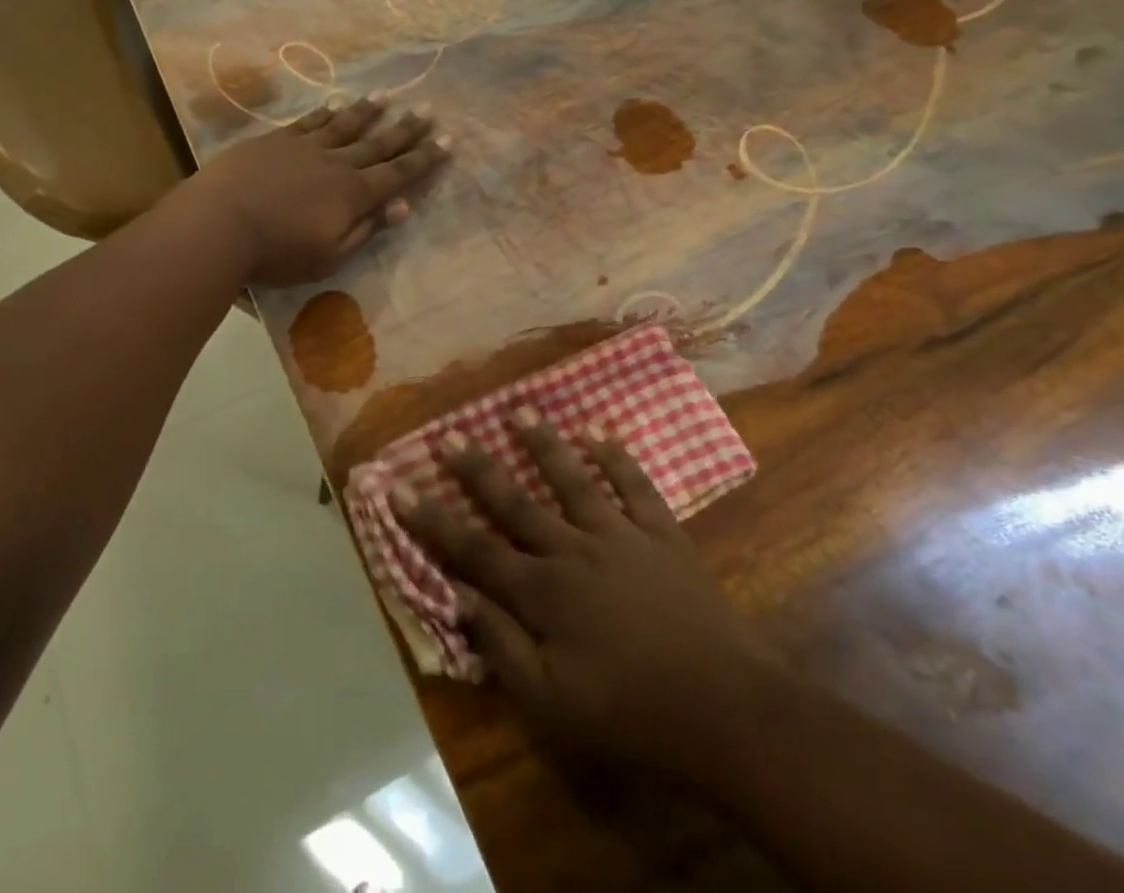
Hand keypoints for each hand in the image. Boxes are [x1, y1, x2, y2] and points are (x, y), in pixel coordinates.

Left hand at [192, 97, 449, 284]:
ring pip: (345, 124)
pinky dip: (326, 112)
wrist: (219, 223)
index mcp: (354, 194)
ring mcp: (306, 147)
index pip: (399, 174)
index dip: (426, 158)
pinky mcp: (276, 140)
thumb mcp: (329, 255)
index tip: (448, 140)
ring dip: (369, 111)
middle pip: (379, 143)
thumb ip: (366, 229)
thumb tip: (402, 207)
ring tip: (388, 95)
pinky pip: (309, 122)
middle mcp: (337, 164)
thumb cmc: (276, 252)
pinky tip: (335, 103)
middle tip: (428, 108)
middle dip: (407, 128)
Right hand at [397, 414, 759, 793]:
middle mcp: (573, 550)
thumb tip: (458, 600)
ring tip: (520, 409)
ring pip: (572, 479)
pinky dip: (616, 456)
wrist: (724, 709)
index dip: (432, 519)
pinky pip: (634, 486)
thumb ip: (502, 646)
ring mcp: (620, 536)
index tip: (398, 486)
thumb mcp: (553, 703)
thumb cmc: (630, 714)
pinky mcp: (661, 534)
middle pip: (515, 502)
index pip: (473, 549)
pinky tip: (598, 431)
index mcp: (543, 592)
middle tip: (448, 433)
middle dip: (476, 469)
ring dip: (544, 444)